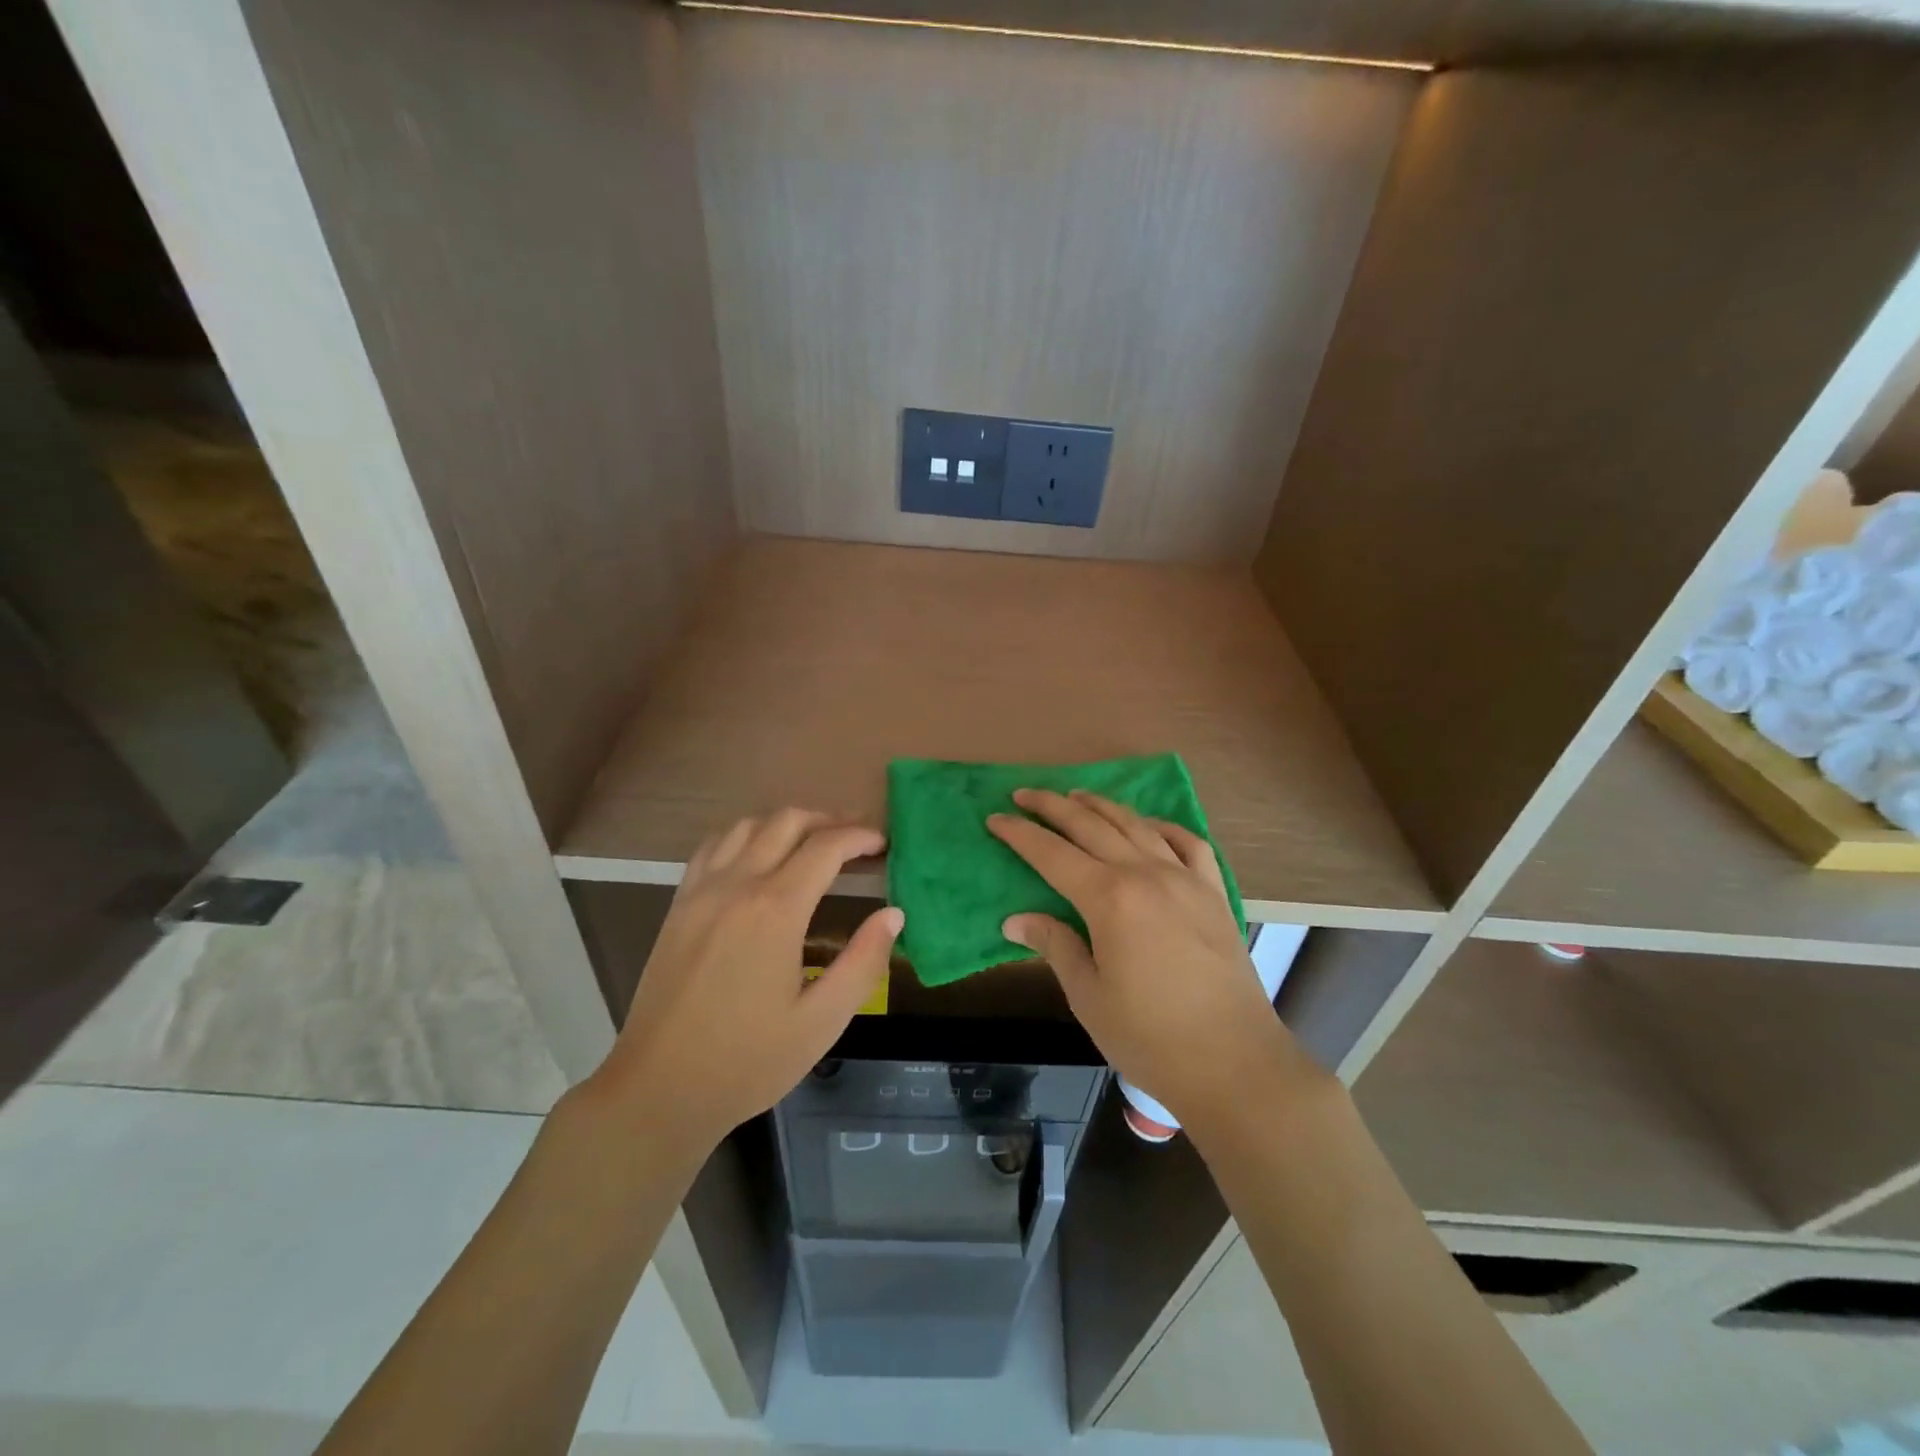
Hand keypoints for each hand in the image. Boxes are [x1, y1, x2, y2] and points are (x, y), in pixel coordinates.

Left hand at [588, 809, 901, 1152]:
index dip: (860, 836)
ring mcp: (701, 891)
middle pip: (787, 821)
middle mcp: (737, 885)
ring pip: (748, 824)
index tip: (883, 843)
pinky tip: (758, 854)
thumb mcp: (822, 1022)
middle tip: (857, 838)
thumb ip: (863, 962)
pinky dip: (746, 835)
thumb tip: (894, 914)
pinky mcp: (679, 904)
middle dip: (829, 819)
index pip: (826, 846)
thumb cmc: (748, 1061)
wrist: (659, 1089)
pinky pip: (714, 845)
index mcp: (776, 910)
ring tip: (814, 841)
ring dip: (787, 822)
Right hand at [987, 789, 1308, 1130]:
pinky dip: (1162, 826)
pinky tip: (1148, 826)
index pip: (1052, 854)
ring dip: (1101, 806)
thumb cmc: (1150, 1036)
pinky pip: (1188, 842)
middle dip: (1053, 806)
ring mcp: (1185, 879)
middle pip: (1091, 826)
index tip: (995, 818)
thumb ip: (1055, 945)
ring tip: (1076, 796)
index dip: (1020, 834)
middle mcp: (1146, 874)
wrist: (1234, 1062)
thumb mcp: (1088, 996)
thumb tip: (1016, 919)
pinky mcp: (1213, 893)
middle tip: (1024, 793)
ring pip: (1136, 825)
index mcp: (1109, 898)